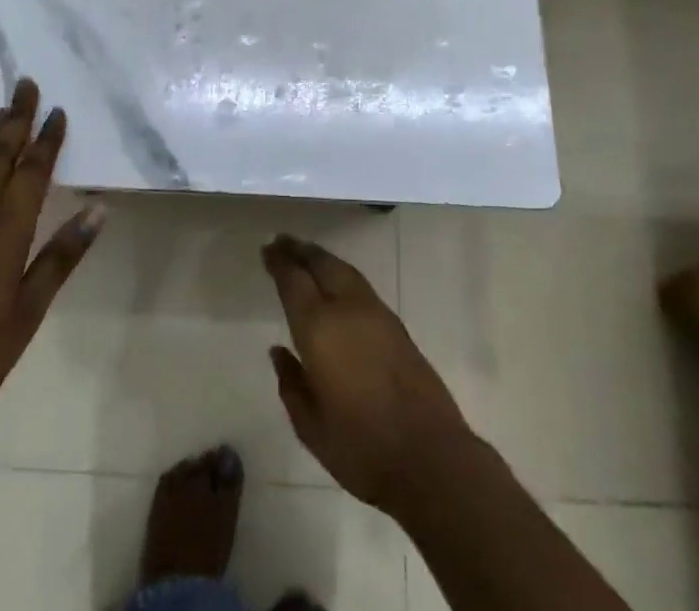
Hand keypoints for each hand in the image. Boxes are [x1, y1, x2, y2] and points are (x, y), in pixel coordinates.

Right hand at [262, 235, 477, 515]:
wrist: (431, 456)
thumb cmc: (362, 448)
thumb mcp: (312, 427)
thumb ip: (291, 384)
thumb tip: (279, 351)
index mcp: (319, 328)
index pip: (294, 281)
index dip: (279, 262)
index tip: (267, 249)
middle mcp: (346, 309)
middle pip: (321, 264)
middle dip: (300, 250)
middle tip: (282, 241)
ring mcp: (375, 313)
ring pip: (343, 269)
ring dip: (322, 258)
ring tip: (306, 253)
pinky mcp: (396, 324)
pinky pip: (359, 283)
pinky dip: (341, 272)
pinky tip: (337, 281)